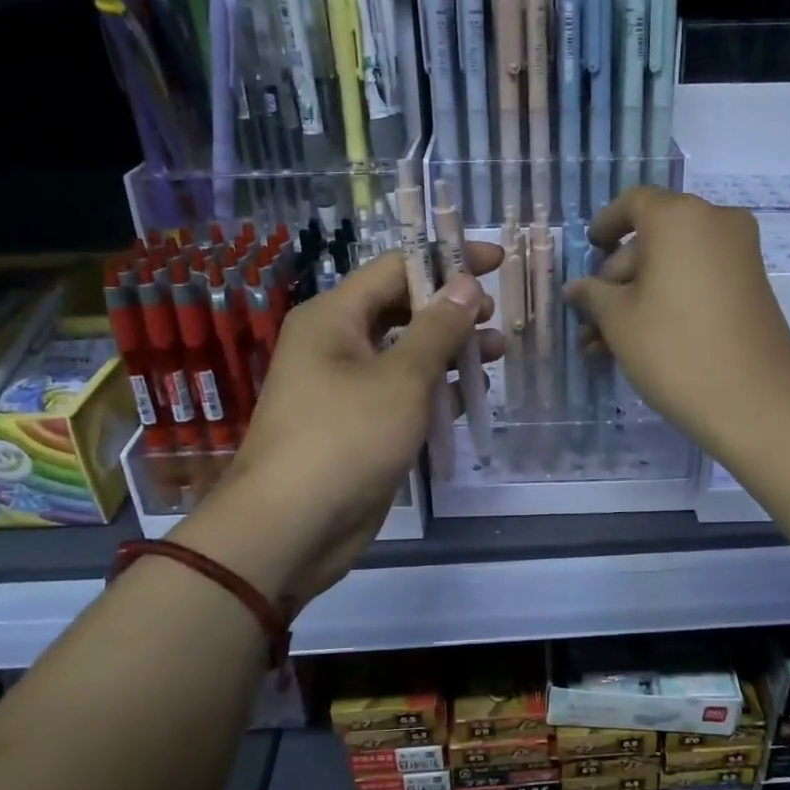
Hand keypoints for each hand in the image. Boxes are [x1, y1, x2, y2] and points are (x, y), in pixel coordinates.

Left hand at [173, 243, 503, 607]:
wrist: (290, 528)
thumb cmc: (345, 438)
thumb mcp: (402, 378)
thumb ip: (438, 328)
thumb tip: (467, 285)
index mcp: (334, 316)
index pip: (397, 268)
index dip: (447, 261)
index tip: (496, 261)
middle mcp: (337, 343)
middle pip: (402, 308)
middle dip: (451, 308)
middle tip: (496, 314)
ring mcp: (346, 387)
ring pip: (406, 353)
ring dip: (450, 350)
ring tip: (498, 352)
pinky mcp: (359, 425)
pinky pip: (402, 393)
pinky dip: (435, 390)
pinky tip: (470, 394)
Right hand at [563, 187, 789, 455]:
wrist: (755, 401)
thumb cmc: (674, 349)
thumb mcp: (619, 320)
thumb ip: (594, 295)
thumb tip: (578, 288)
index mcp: (679, 217)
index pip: (634, 202)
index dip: (606, 223)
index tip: (589, 249)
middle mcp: (715, 223)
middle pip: (653, 238)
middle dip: (617, 278)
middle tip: (590, 319)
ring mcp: (739, 256)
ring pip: (674, 265)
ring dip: (637, 297)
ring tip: (603, 345)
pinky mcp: (751, 288)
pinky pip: (698, 280)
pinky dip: (668, 300)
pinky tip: (638, 342)